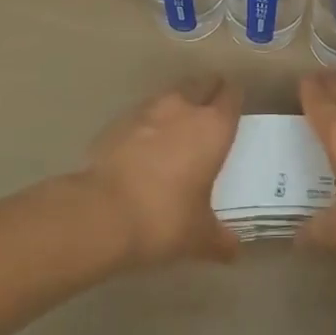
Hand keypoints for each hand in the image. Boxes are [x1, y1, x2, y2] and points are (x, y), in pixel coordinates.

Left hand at [83, 76, 242, 265]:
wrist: (100, 213)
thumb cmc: (164, 218)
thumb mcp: (199, 236)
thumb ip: (220, 239)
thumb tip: (234, 250)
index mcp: (213, 127)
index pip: (232, 96)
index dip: (235, 100)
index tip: (235, 112)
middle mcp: (184, 108)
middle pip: (202, 83)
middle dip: (208, 93)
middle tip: (209, 114)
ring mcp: (148, 110)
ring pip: (171, 95)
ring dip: (177, 105)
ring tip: (177, 130)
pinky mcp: (118, 121)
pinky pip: (142, 114)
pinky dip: (148, 124)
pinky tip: (144, 147)